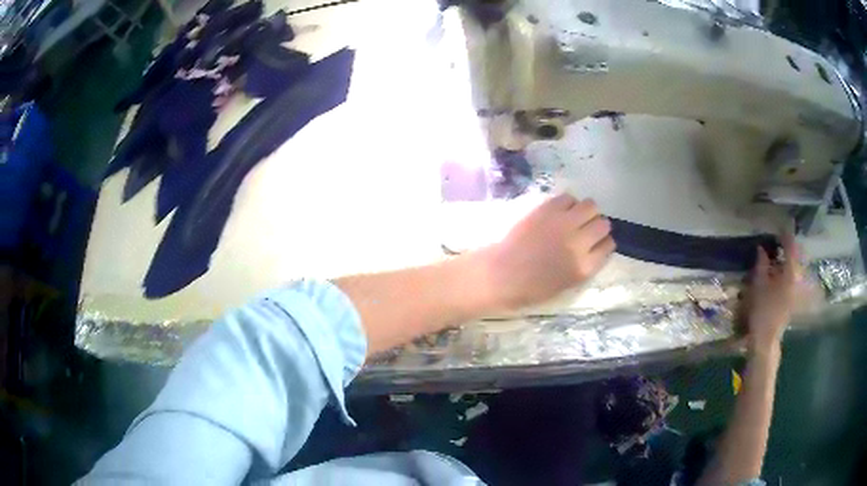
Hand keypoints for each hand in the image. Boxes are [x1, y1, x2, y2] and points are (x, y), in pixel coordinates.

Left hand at [478, 193, 615, 309]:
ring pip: (591, 206)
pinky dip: (568, 203)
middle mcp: (580, 243)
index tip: (597, 242)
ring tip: (574, 217)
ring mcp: (564, 223)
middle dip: (597, 226)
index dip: (603, 243)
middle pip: (603, 224)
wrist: (501, 274)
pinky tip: (560, 211)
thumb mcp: (567, 284)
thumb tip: (594, 247)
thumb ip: (585, 265)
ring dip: (586, 211)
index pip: (608, 246)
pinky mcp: (548, 209)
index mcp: (584, 267)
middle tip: (585, 228)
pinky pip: (569, 197)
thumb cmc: (530, 287)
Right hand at [743, 234, 800, 353]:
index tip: (780, 226)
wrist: (766, 339)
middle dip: (789, 247)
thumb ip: (761, 265)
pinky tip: (779, 271)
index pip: (791, 247)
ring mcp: (796, 290)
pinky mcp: (793, 298)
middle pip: (796, 257)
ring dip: (788, 260)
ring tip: (778, 255)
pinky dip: (787, 270)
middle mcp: (797, 279)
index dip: (785, 235)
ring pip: (795, 268)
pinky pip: (793, 277)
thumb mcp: (759, 285)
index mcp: (790, 273)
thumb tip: (761, 249)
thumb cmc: (762, 311)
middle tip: (780, 240)